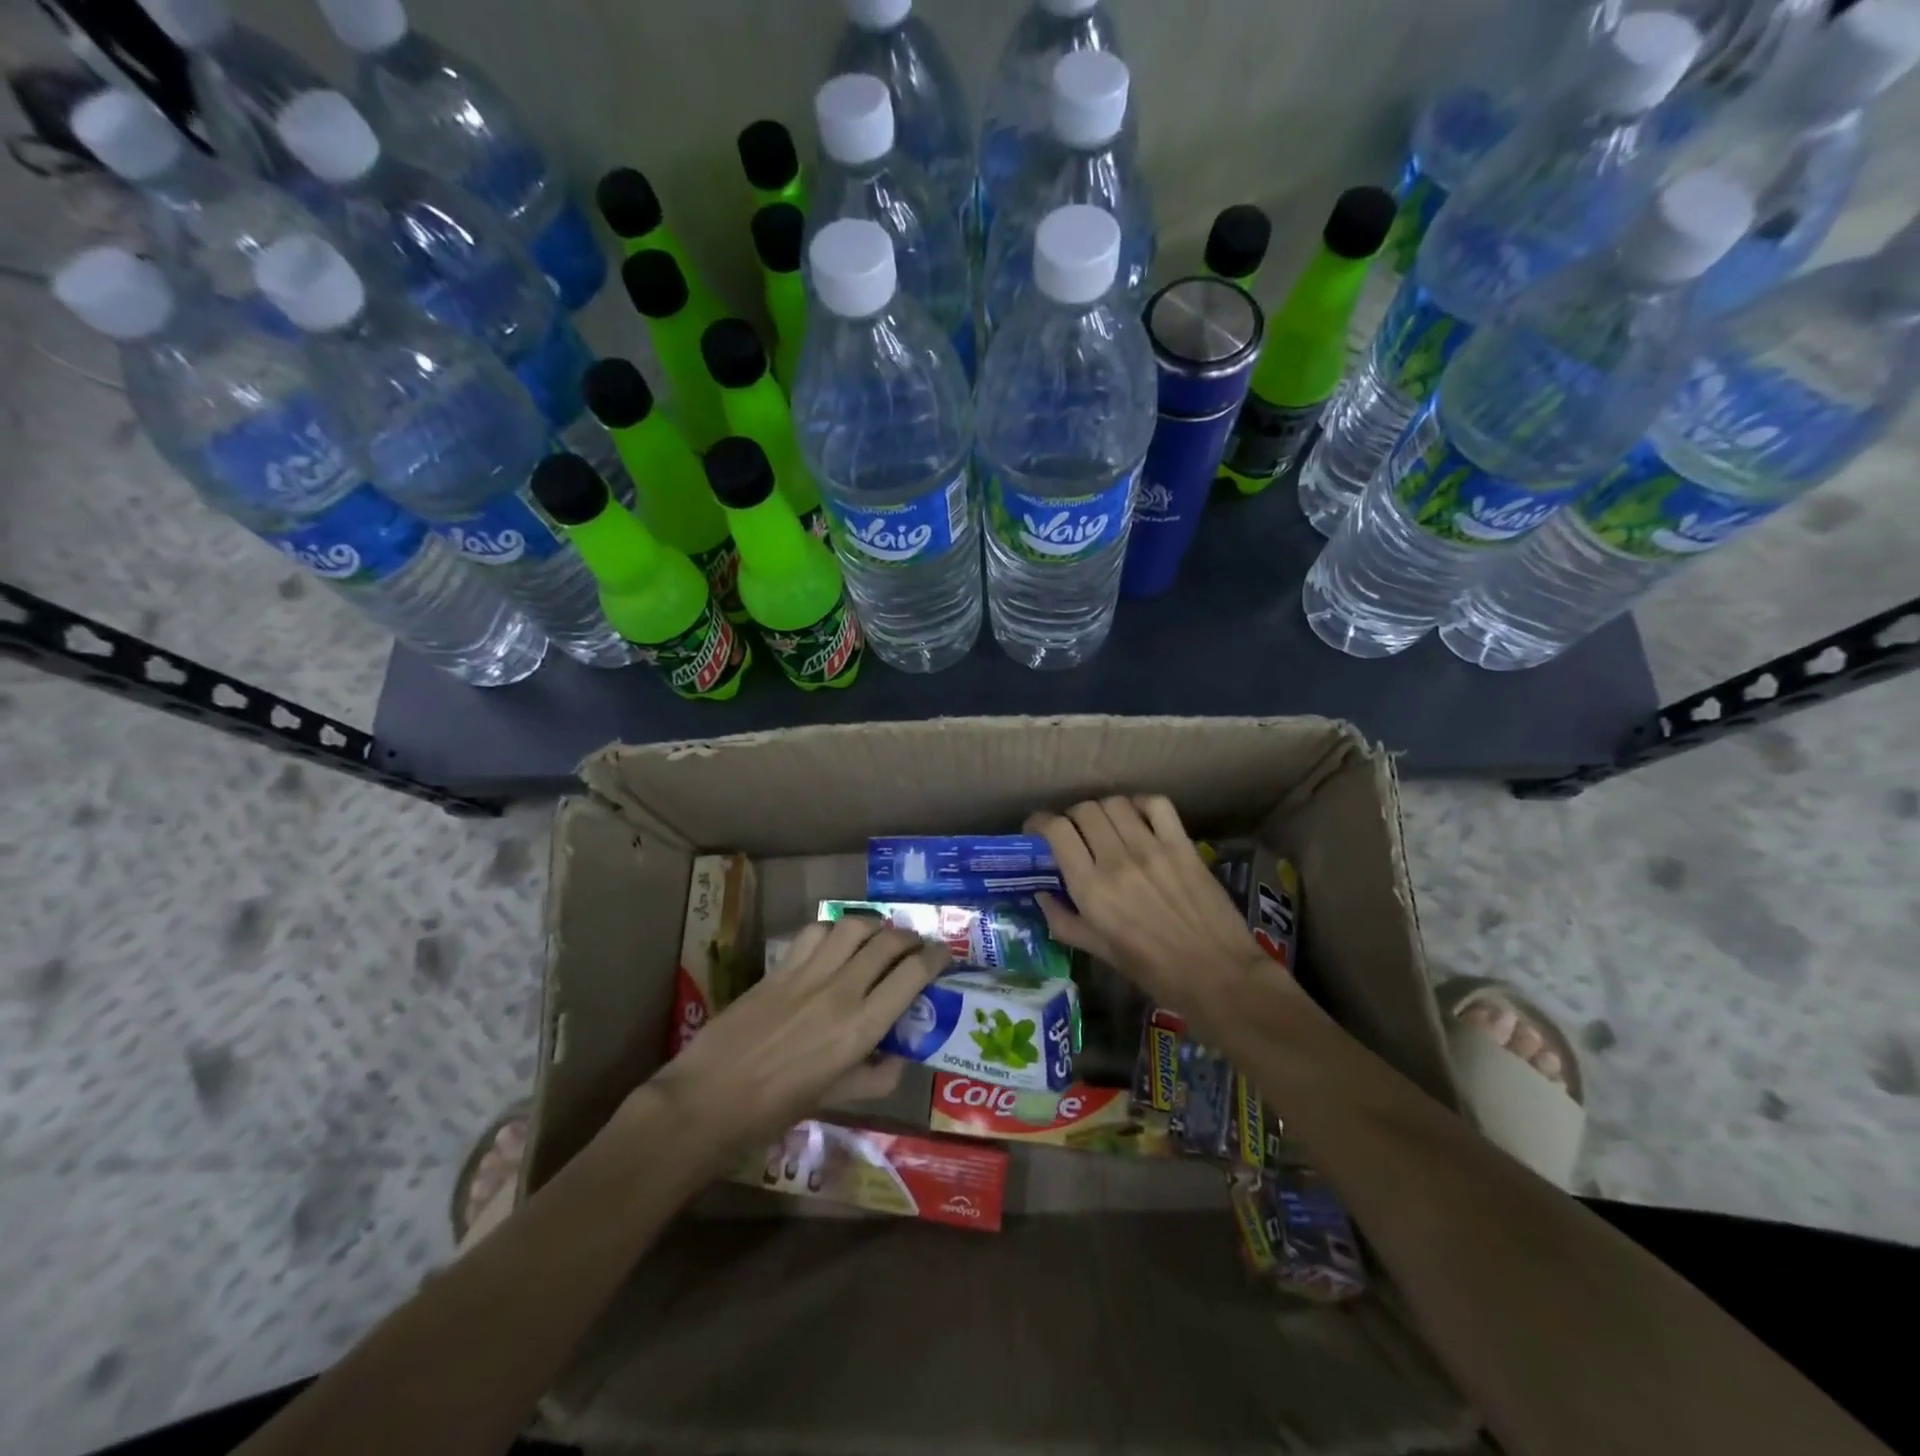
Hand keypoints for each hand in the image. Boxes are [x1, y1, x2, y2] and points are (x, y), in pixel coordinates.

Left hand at [643, 917, 948, 1169]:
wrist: (707, 1101)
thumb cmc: (774, 1111)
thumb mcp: (835, 1099)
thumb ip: (875, 1077)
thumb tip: (899, 1059)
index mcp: (861, 1027)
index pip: (912, 974)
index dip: (935, 957)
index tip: (944, 954)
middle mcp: (841, 991)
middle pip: (888, 942)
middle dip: (910, 937)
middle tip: (916, 945)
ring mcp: (808, 974)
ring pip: (853, 926)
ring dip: (874, 926)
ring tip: (880, 936)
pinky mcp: (779, 967)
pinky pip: (815, 932)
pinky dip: (833, 929)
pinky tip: (834, 941)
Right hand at [1026, 796, 1281, 1040]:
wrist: (1218, 976)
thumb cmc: (1154, 972)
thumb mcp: (1100, 952)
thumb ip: (1064, 921)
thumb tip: (1041, 895)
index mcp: (1091, 889)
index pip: (1057, 831)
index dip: (1040, 822)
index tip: (1036, 829)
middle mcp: (1116, 861)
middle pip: (1084, 810)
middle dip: (1071, 817)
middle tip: (1073, 832)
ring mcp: (1152, 849)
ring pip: (1115, 803)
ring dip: (1103, 810)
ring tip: (1106, 826)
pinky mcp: (1183, 845)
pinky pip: (1157, 805)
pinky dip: (1141, 804)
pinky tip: (1138, 819)